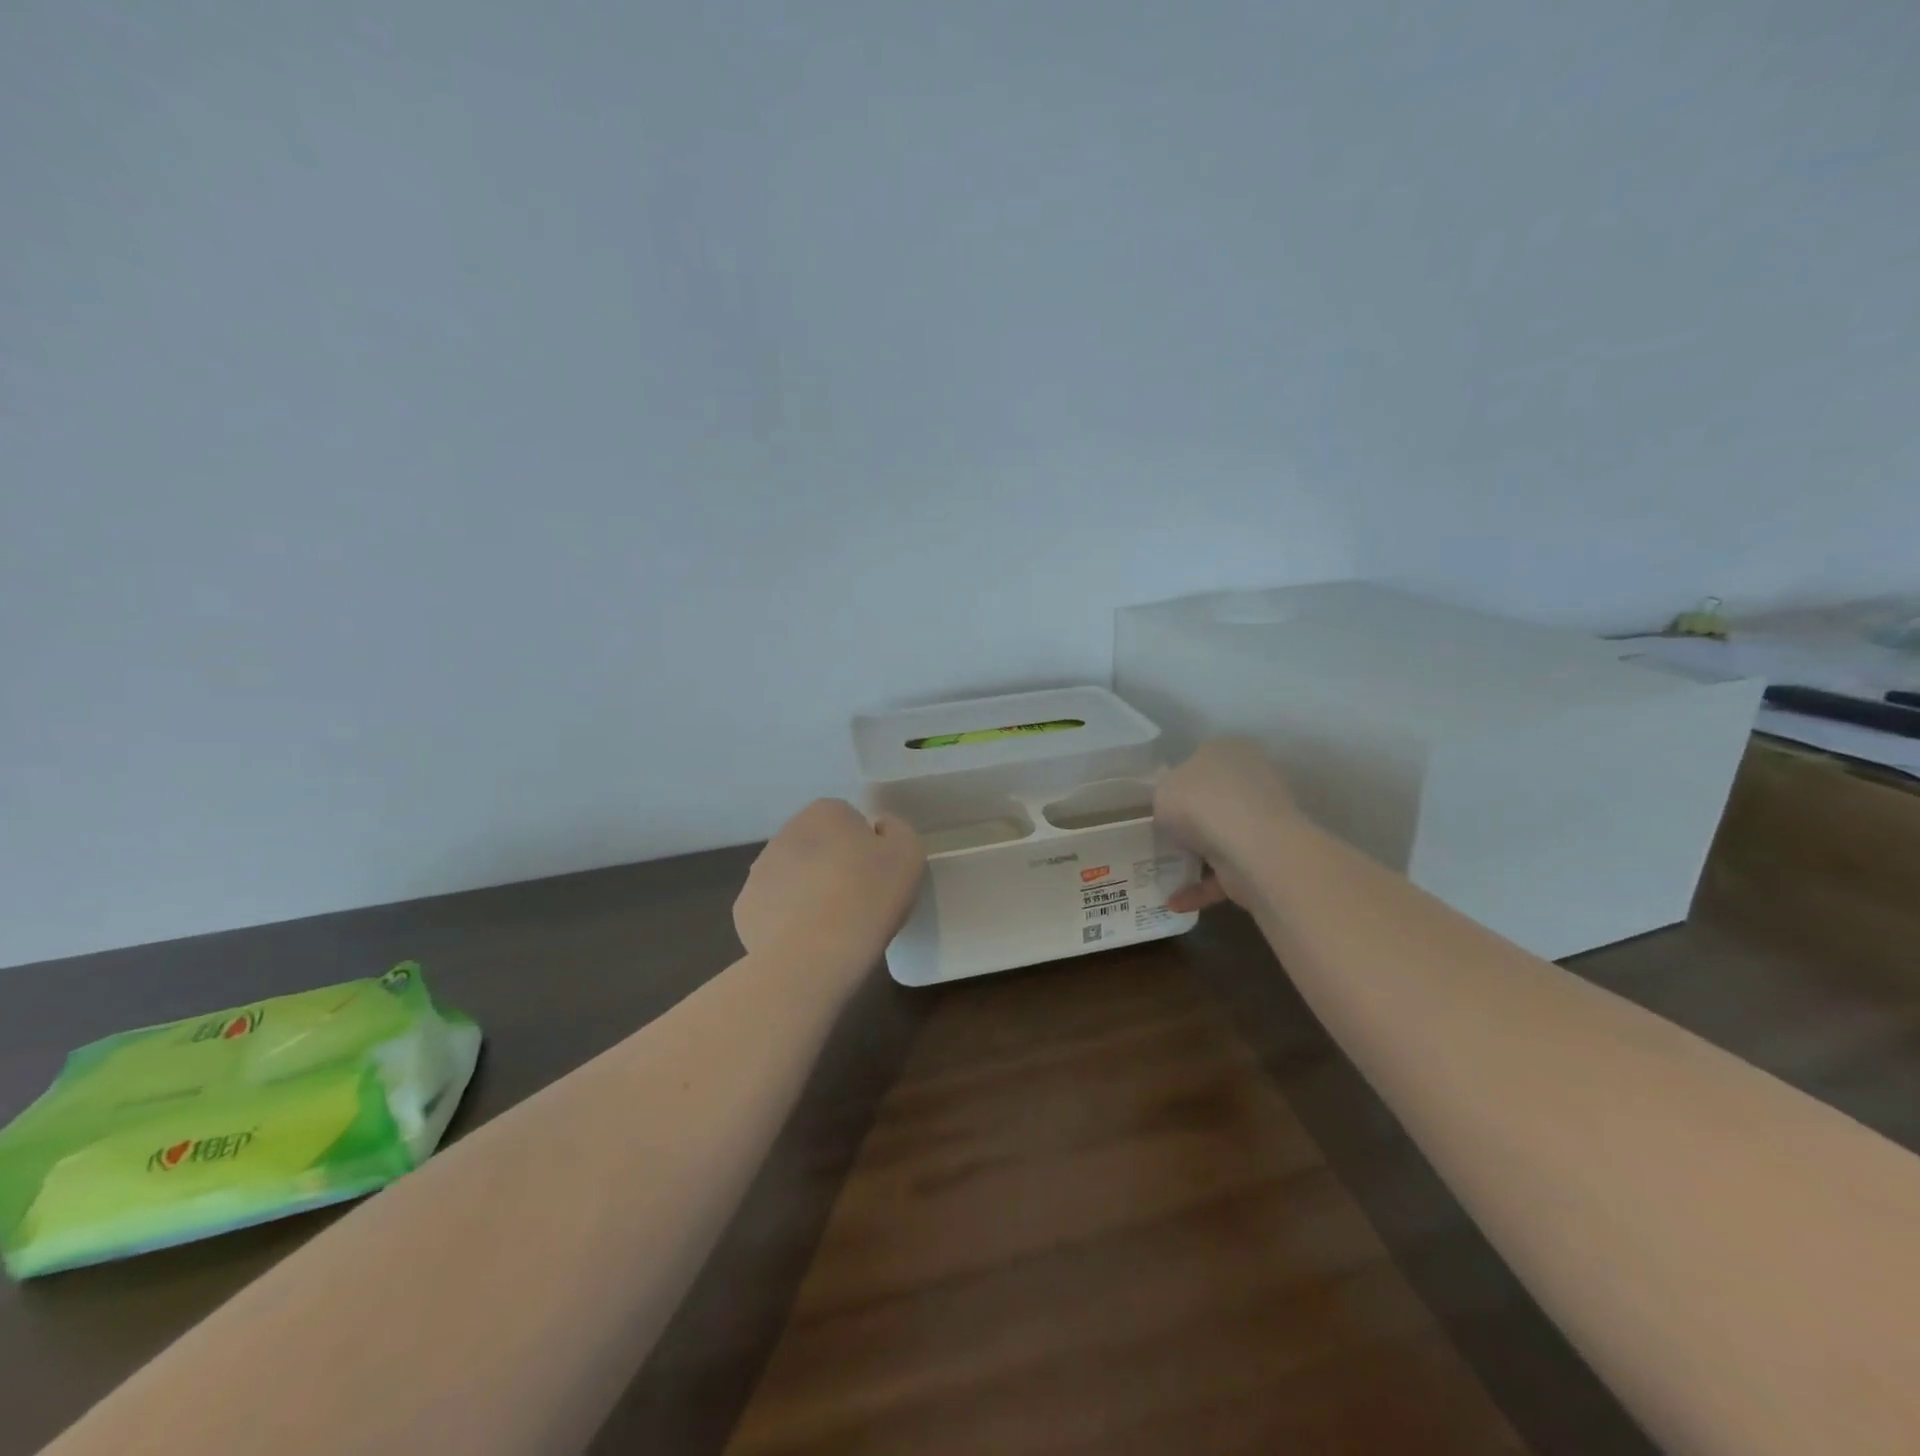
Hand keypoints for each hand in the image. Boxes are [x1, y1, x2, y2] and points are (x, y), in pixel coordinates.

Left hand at [734, 800, 925, 963]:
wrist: (816, 954)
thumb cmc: (869, 895)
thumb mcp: (908, 853)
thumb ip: (896, 830)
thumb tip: (879, 830)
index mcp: (824, 812)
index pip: (848, 819)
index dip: (865, 846)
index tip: (876, 874)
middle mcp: (785, 832)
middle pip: (818, 846)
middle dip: (833, 866)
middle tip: (858, 899)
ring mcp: (759, 871)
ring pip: (793, 876)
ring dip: (809, 892)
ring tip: (833, 926)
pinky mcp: (744, 908)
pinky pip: (774, 908)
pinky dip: (788, 921)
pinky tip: (807, 941)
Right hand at [1156, 738, 1297, 913]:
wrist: (1251, 846)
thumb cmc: (1200, 802)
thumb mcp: (1162, 790)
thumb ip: (1164, 797)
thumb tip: (1172, 808)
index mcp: (1227, 750)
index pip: (1200, 760)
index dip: (1178, 781)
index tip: (1159, 804)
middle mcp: (1251, 778)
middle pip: (1213, 798)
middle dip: (1191, 819)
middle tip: (1161, 836)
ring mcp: (1263, 818)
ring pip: (1222, 836)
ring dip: (1198, 855)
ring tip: (1163, 872)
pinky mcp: (1266, 856)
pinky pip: (1227, 871)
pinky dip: (1202, 887)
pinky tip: (1176, 902)